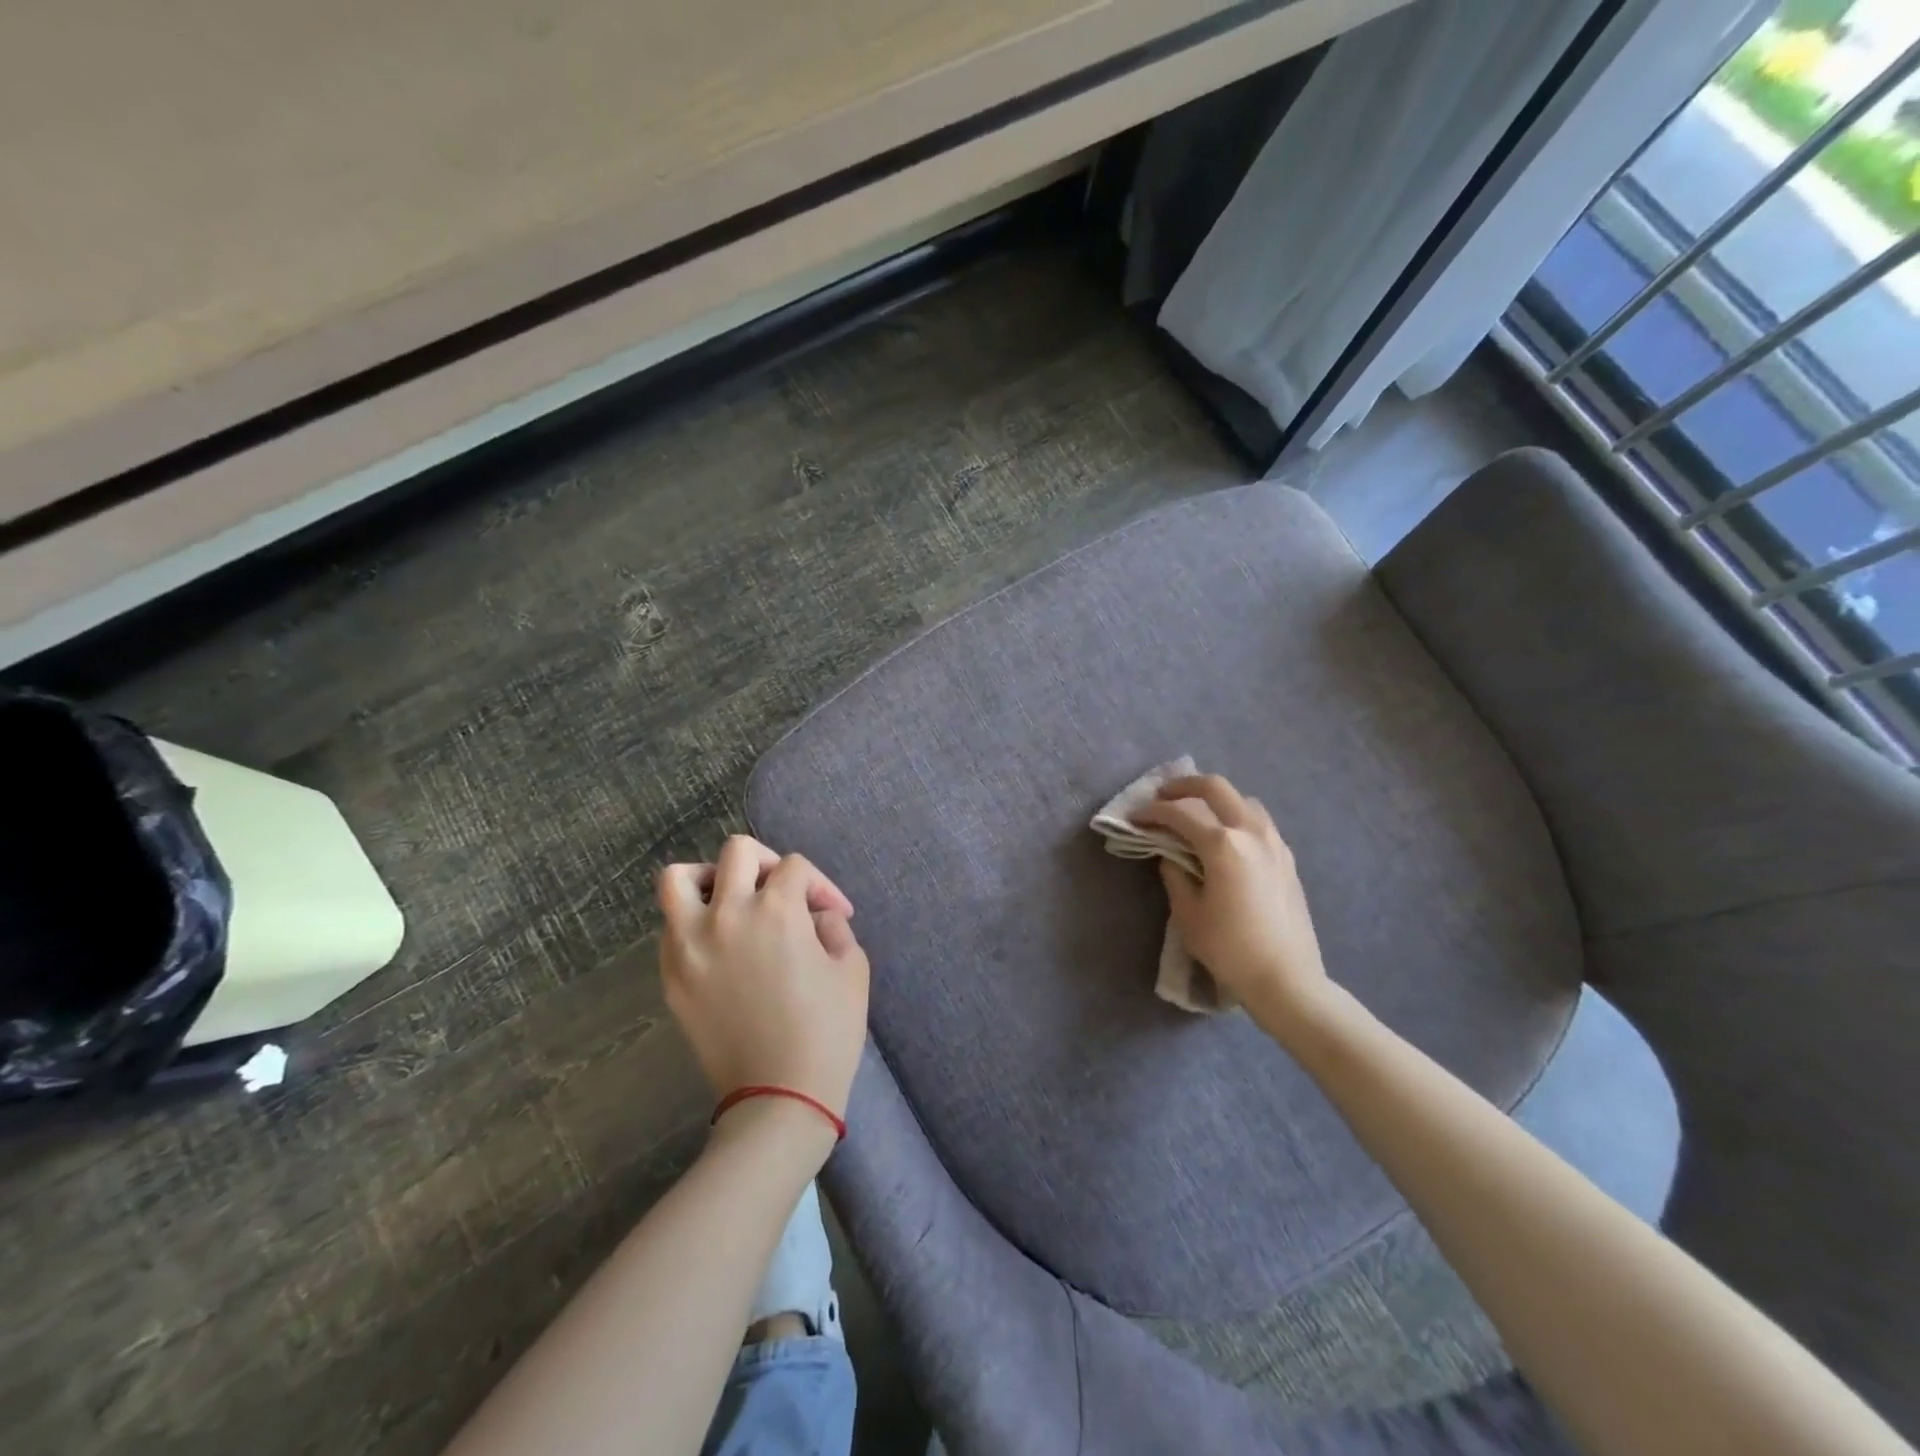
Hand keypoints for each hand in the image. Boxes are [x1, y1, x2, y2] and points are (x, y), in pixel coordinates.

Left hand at [657, 836, 870, 1128]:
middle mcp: (727, 915)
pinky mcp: (672, 976)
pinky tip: (719, 946)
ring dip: (708, 879)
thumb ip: (834, 926)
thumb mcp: (852, 968)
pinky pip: (671, 927)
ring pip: (678, 878)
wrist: (779, 1097)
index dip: (821, 885)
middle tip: (782, 893)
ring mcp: (690, 945)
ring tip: (730, 901)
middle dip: (766, 863)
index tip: (833, 914)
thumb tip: (814, 915)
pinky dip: (693, 922)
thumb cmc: (827, 1031)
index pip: (794, 867)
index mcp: (776, 910)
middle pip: (736, 851)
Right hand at [1133, 775, 1335, 1038]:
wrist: (1287, 979)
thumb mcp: (1188, 914)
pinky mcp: (1287, 857)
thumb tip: (1170, 855)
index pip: (1179, 814)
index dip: (1151, 812)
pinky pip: (1258, 820)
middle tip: (1162, 796)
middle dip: (1183, 786)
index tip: (1134, 817)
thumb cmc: (1230, 949)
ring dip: (1214, 799)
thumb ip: (1175, 875)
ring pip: (1242, 800)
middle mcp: (1251, 832)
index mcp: (1223, 845)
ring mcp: (1274, 842)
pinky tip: (1225, 838)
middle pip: (1215, 787)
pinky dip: (1235, 816)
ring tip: (1195, 814)